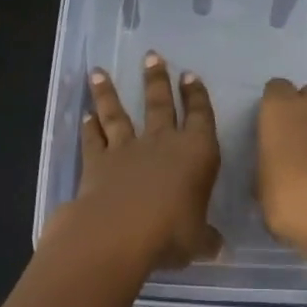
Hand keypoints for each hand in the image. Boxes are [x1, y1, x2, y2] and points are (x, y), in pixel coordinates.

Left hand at [46, 52, 220, 276]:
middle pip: (159, 104)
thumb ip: (207, 240)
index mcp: (196, 153)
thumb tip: (220, 250)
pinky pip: (93, 139)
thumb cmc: (170, 233)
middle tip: (151, 56)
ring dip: (109, 93)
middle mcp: (162, 142)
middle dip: (157, 79)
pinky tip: (85, 116)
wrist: (118, 232)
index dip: (196, 96)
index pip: (200, 116)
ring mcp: (126, 149)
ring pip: (118, 114)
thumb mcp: (198, 242)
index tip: (191, 76)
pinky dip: (89, 127)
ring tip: (99, 71)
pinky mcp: (97, 162)